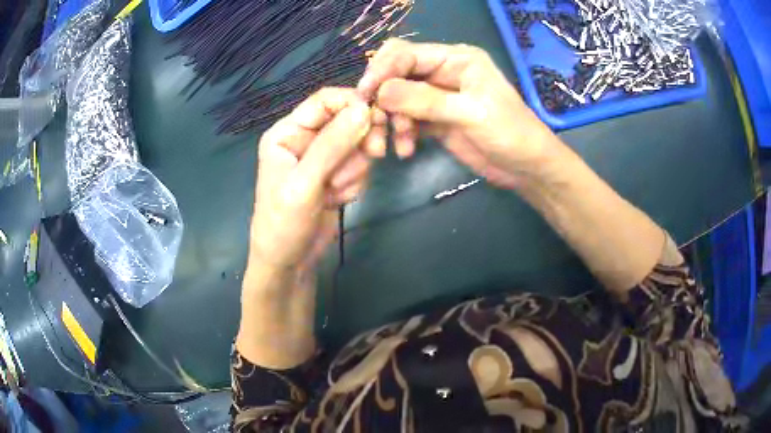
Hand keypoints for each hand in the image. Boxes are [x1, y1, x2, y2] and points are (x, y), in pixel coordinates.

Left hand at [248, 88, 384, 273]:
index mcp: (288, 132)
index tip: (378, 118)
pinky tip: (337, 199)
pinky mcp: (336, 175)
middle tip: (375, 153)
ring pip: (357, 144)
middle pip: (347, 120)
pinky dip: (354, 182)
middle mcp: (305, 139)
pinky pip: (360, 166)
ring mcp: (322, 158)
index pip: (324, 100)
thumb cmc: (284, 223)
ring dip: (354, 168)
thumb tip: (364, 109)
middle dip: (359, 141)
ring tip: (334, 191)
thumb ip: (332, 145)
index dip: (352, 103)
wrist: (289, 263)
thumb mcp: (304, 184)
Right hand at [358, 39, 562, 189]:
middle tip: (375, 121)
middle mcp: (444, 71)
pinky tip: (406, 150)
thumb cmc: (510, 133)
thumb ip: (426, 101)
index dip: (382, 70)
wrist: (527, 168)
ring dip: (391, 119)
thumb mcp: (471, 113)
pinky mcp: (436, 119)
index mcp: (457, 59)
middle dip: (383, 96)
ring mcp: (438, 96)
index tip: (365, 96)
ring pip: (398, 98)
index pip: (406, 54)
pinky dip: (401, 133)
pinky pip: (407, 119)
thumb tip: (380, 92)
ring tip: (396, 142)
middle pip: (397, 73)